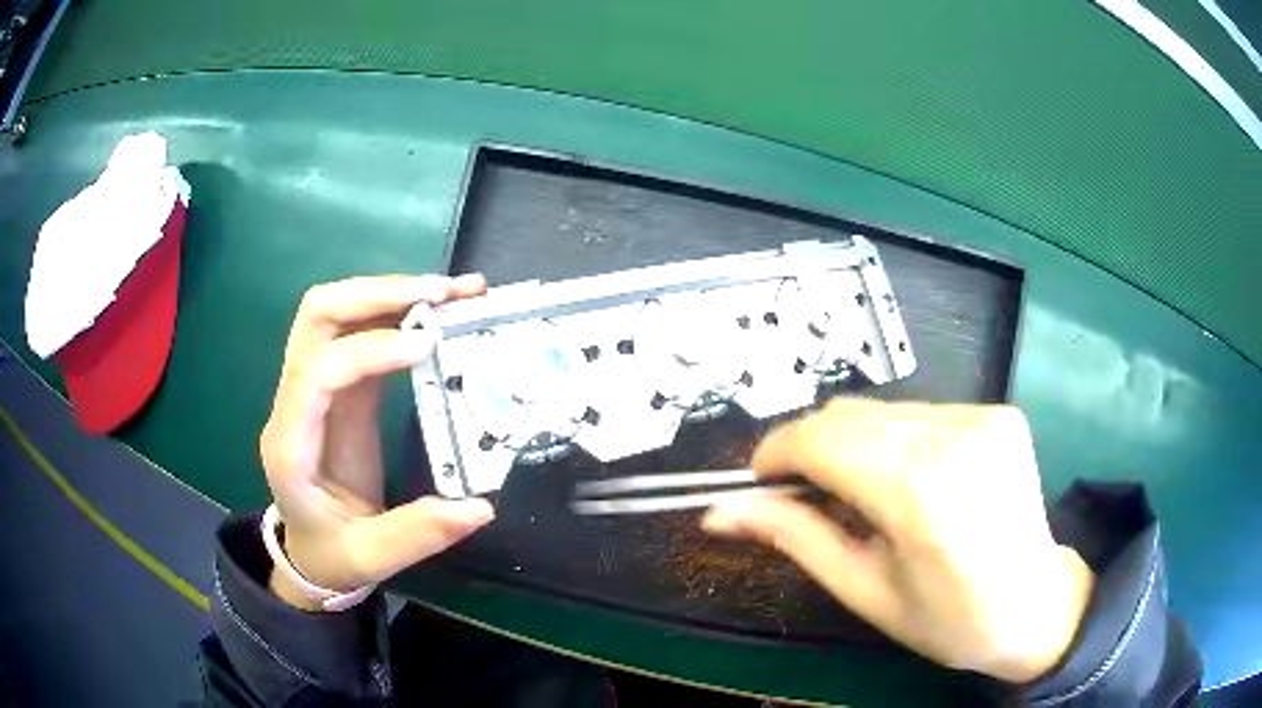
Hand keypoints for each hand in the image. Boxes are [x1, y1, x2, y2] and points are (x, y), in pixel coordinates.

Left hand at [259, 274, 493, 610]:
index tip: (426, 346)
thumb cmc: (332, 555)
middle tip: (443, 294)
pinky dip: (399, 312)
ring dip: (392, 292)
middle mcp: (294, 401)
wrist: (309, 552)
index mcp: (291, 444)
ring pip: (337, 312)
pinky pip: (362, 332)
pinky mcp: (339, 386)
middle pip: (318, 315)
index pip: (317, 371)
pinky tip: (440, 312)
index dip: (367, 349)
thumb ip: (418, 534)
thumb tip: (480, 507)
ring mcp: (315, 387)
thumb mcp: (371, 557)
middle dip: (378, 293)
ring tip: (454, 292)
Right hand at [702, 400, 1092, 682]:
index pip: (822, 439)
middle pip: (849, 414)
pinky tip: (913, 481)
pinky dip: (897, 441)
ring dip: (856, 445)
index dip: (777, 452)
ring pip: (883, 410)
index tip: (760, 480)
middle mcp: (954, 437)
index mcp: (919, 494)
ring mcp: (983, 416)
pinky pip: (922, 413)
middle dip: (812, 449)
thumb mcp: (864, 590)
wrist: (1035, 605)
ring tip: (868, 496)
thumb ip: (794, 537)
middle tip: (807, 496)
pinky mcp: (998, 412)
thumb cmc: (946, 619)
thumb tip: (718, 511)